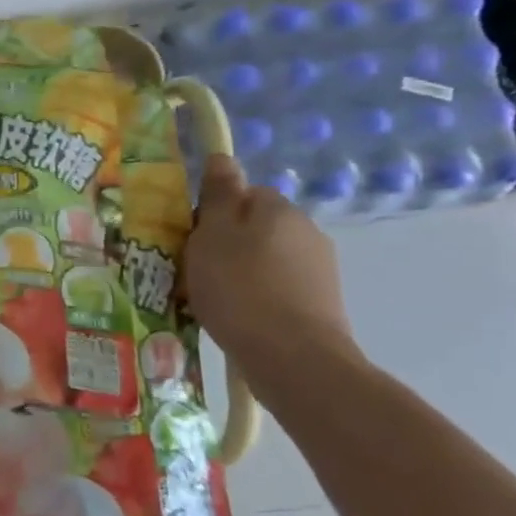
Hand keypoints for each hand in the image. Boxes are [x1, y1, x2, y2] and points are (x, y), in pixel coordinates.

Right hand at [185, 154, 358, 369]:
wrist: (293, 359)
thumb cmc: (240, 288)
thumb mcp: (213, 234)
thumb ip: (218, 194)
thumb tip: (222, 157)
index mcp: (278, 208)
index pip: (243, 194)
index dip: (213, 213)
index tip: (193, 239)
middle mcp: (307, 231)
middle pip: (255, 227)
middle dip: (227, 244)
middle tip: (197, 271)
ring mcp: (320, 270)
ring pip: (266, 259)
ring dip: (242, 272)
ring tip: (214, 300)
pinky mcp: (322, 304)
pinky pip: (278, 288)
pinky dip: (258, 297)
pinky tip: (239, 318)